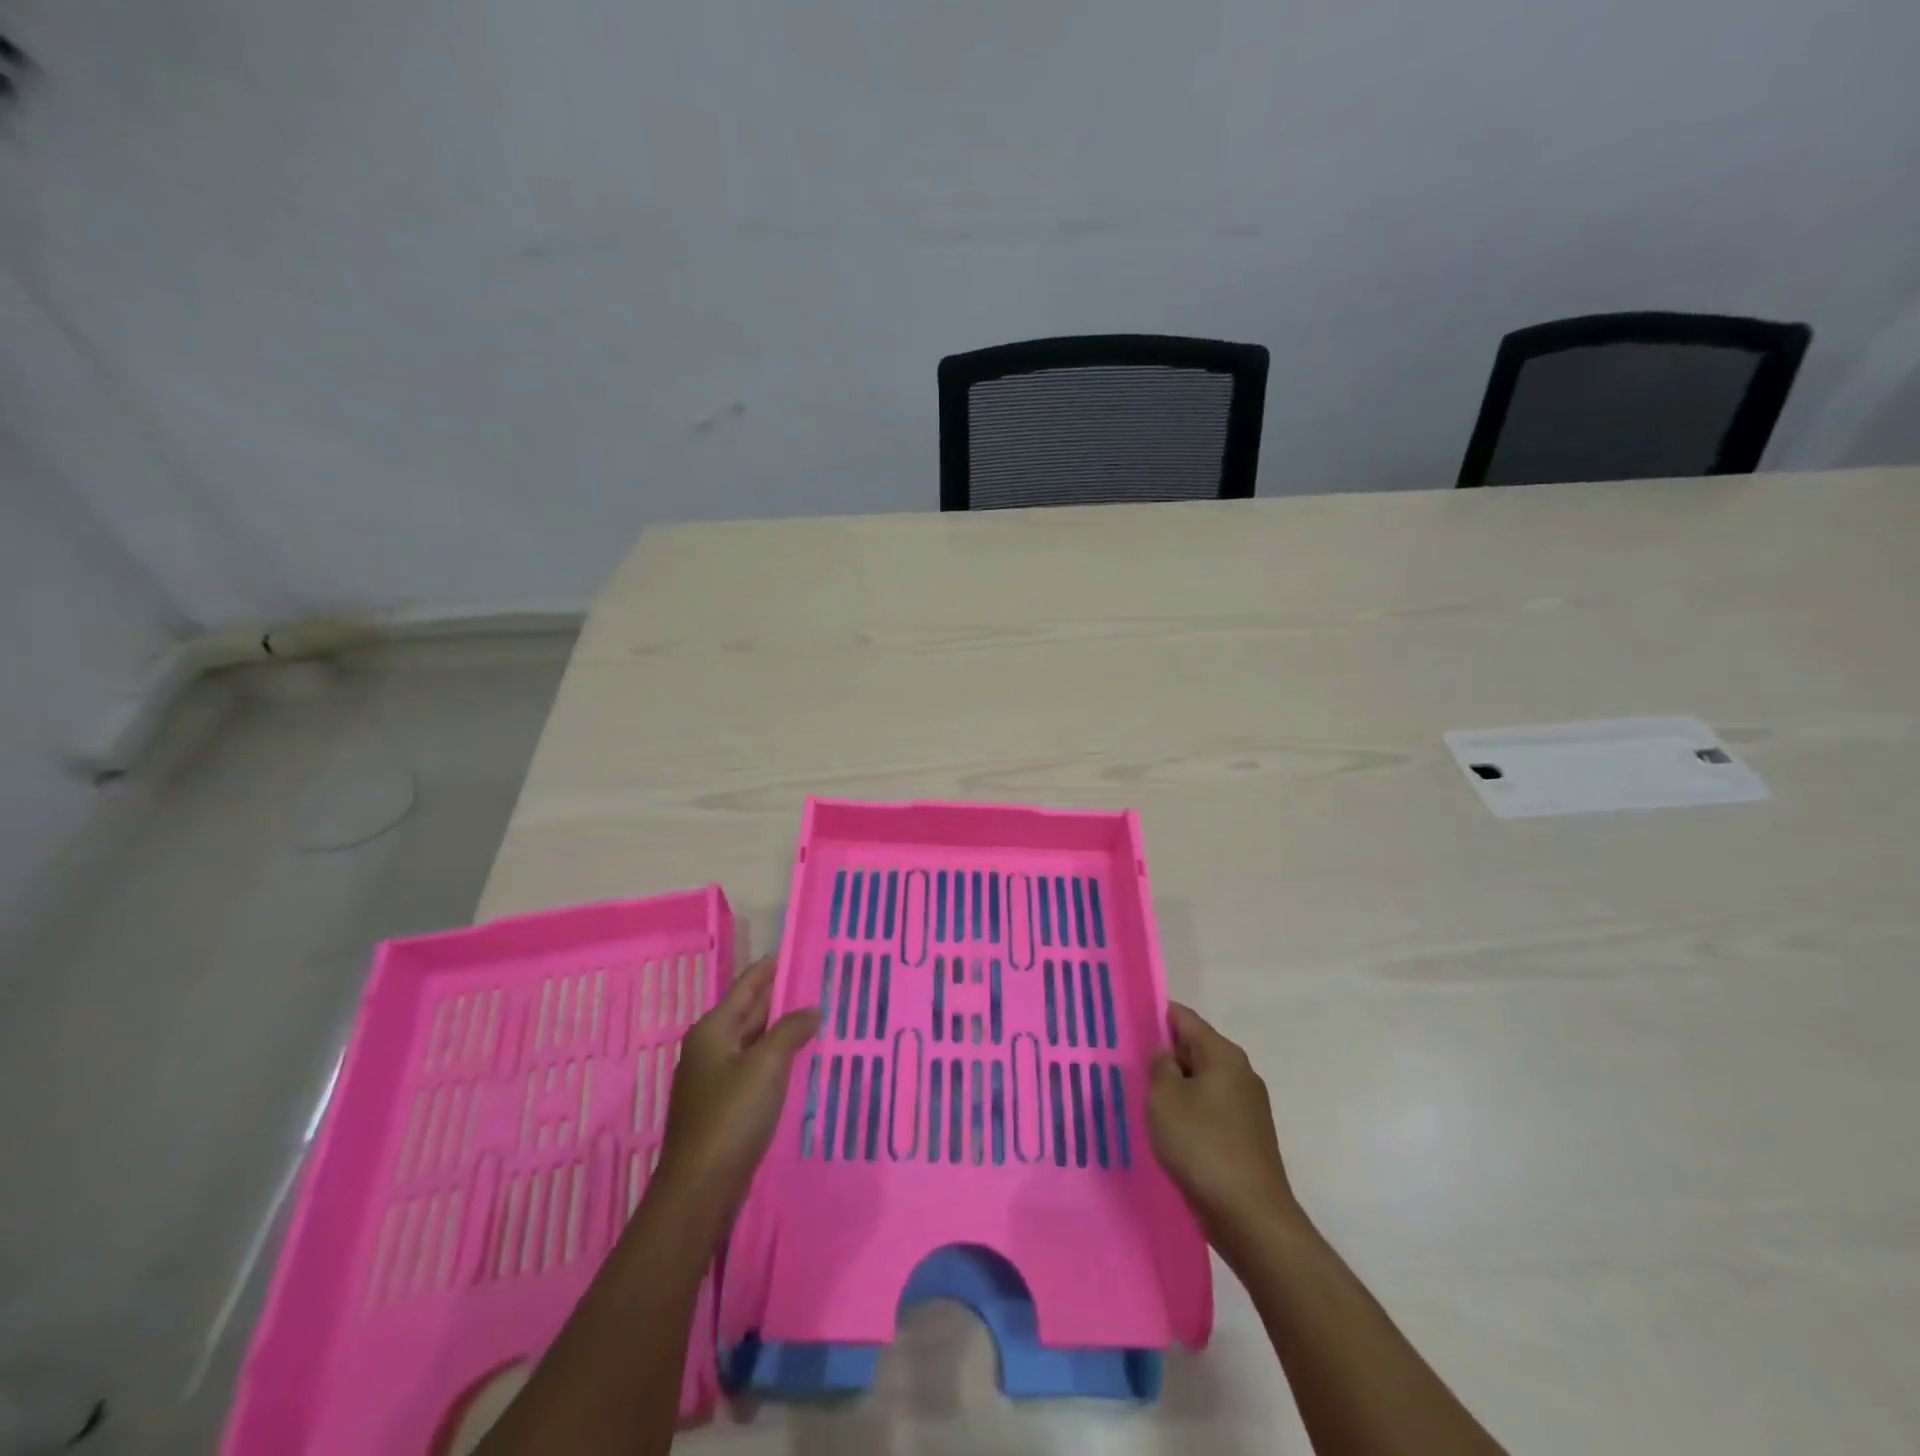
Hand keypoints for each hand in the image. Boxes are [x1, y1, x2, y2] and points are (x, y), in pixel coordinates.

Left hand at [653, 955, 818, 1227]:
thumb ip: (790, 1031)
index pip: (747, 985)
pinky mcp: (723, 1106)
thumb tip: (812, 1009)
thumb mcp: (766, 1066)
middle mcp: (710, 1048)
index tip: (799, 951)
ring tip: (816, 1016)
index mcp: (713, 1029)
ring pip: (753, 1040)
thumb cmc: (732, 1116)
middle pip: (749, 1011)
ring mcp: (714, 1078)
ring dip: (781, 1029)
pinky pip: (754, 1067)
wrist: (700, 1189)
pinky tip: (799, 1060)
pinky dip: (776, 1057)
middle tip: (818, 983)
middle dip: (781, 997)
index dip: (771, 967)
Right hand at [1148, 1002, 1299, 1252]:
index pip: (1184, 1018)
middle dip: (1162, 1054)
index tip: (1125, 1023)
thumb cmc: (1203, 1147)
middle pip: (1194, 1048)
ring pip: (1201, 1082)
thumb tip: (1165, 1054)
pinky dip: (1188, 1112)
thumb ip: (1160, 1067)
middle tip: (1125, 1061)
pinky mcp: (1245, 1137)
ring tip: (1140, 1096)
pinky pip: (1209, 1110)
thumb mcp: (1165, 1099)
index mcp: (1223, 1055)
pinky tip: (1166, 1130)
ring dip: (1174, 1087)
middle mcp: (1240, 1073)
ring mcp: (1247, 1107)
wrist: (1251, 1218)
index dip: (1154, 1016)